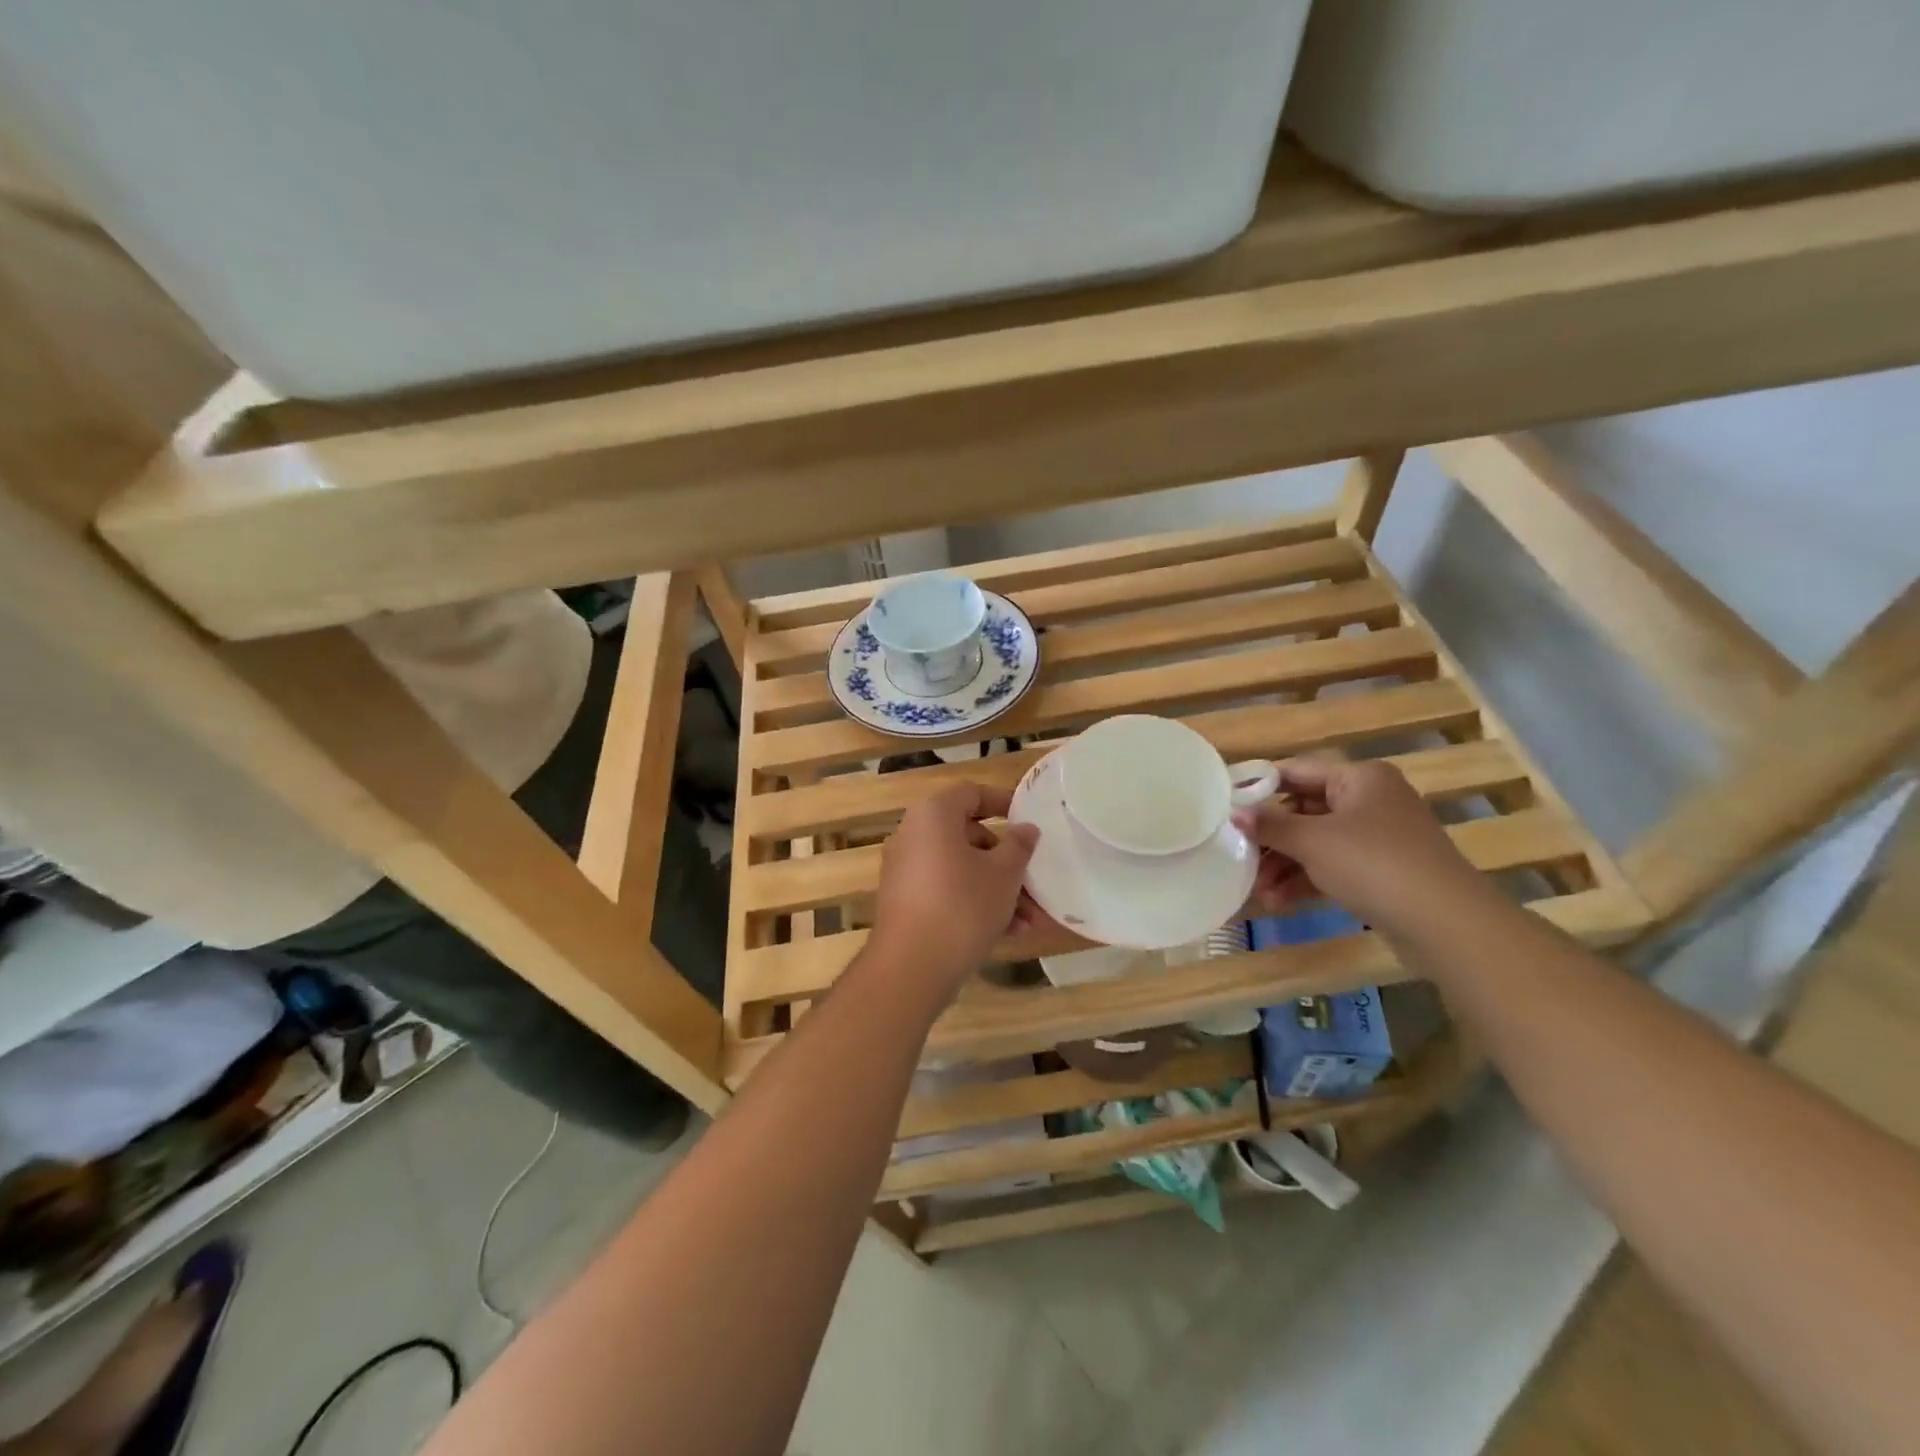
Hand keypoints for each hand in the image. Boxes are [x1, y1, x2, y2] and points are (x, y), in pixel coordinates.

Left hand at [870, 784, 1040, 1001]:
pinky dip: (975, 903)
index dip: (1003, 802)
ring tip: (1030, 919)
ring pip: (961, 869)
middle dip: (1006, 861)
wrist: (911, 967)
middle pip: (968, 836)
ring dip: (997, 889)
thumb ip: (1019, 846)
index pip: (971, 793)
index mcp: (933, 815)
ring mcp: (906, 870)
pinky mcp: (905, 902)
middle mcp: (913, 835)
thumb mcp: (1004, 874)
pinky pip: (946, 891)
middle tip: (1034, 880)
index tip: (1028, 819)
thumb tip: (1026, 829)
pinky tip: (1009, 932)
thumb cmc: (963, 905)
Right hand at [1236, 758, 1485, 936]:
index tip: (1227, 807)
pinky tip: (1279, 902)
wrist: (1446, 923)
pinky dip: (1306, 880)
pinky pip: (1333, 866)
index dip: (1260, 788)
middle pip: (1304, 810)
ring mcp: (1378, 837)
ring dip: (1285, 865)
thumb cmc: (1373, 864)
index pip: (1297, 771)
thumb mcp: (1313, 841)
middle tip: (1240, 857)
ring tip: (1258, 891)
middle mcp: (1370, 800)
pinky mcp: (1382, 871)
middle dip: (1271, 839)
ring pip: (1317, 843)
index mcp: (1359, 777)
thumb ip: (1270, 825)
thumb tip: (1234, 813)